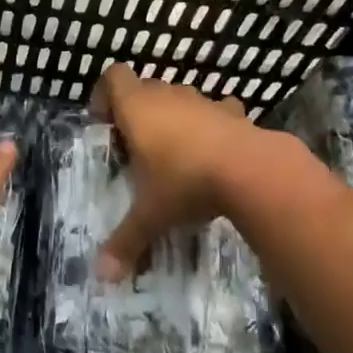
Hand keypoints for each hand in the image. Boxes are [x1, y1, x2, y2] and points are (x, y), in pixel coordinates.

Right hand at [90, 64, 263, 281]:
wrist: (250, 171)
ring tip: (176, 153)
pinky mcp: (234, 111)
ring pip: (180, 97)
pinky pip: (216, 110)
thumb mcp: (150, 215)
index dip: (105, 95)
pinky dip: (212, 124)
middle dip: (138, 112)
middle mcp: (167, 95)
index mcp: (137, 108)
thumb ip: (125, 241)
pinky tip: (214, 152)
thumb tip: (101, 276)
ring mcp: (203, 100)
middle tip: (137, 148)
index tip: (105, 124)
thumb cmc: (185, 182)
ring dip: (174, 117)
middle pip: (145, 87)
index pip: (113, 76)